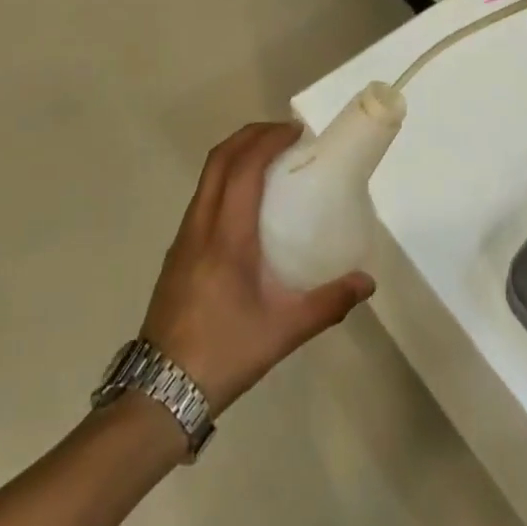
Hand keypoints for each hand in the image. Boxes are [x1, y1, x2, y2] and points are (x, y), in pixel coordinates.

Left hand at [139, 123, 373, 413]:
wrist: (158, 394)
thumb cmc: (223, 354)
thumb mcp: (283, 332)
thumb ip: (328, 303)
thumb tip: (367, 282)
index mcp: (226, 237)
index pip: (243, 168)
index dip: (267, 140)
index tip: (296, 131)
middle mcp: (200, 226)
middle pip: (219, 160)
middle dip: (251, 136)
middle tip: (285, 134)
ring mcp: (183, 238)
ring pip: (207, 177)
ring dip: (235, 155)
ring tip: (269, 160)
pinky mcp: (177, 253)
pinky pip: (202, 197)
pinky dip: (225, 179)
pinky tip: (246, 203)